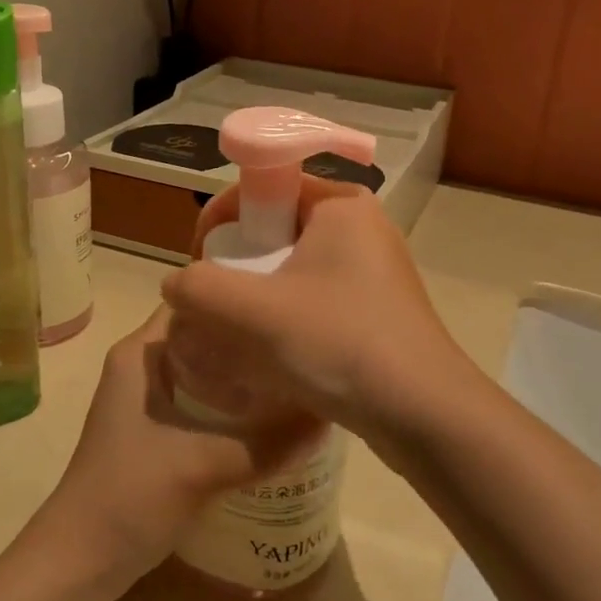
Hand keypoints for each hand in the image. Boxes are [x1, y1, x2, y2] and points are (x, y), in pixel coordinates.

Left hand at [40, 308, 323, 587]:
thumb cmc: (128, 497)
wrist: (80, 563)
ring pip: (207, 371)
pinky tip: (273, 417)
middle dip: (250, 337)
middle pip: (206, 335)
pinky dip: (235, 404)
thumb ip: (267, 443)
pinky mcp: (158, 432)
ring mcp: (150, 401)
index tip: (286, 299)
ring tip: (298, 372)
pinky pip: (204, 402)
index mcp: (141, 352)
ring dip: (245, 373)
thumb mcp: (202, 465)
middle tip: (303, 339)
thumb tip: (328, 418)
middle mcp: (144, 366)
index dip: (238, 295)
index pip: (195, 300)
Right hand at [160, 180, 474, 448]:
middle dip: (237, 264)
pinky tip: (272, 355)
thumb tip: (177, 284)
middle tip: (215, 304)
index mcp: (341, 204)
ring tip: (236, 334)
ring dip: (259, 296)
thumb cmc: (339, 344)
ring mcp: (375, 270)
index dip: (222, 217)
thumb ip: (199, 288)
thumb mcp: (255, 313)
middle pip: (277, 230)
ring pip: (294, 270)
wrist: (423, 414)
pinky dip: (287, 318)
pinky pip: (316, 299)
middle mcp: (362, 227)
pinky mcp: (378, 309)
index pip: (264, 186)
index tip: (200, 260)